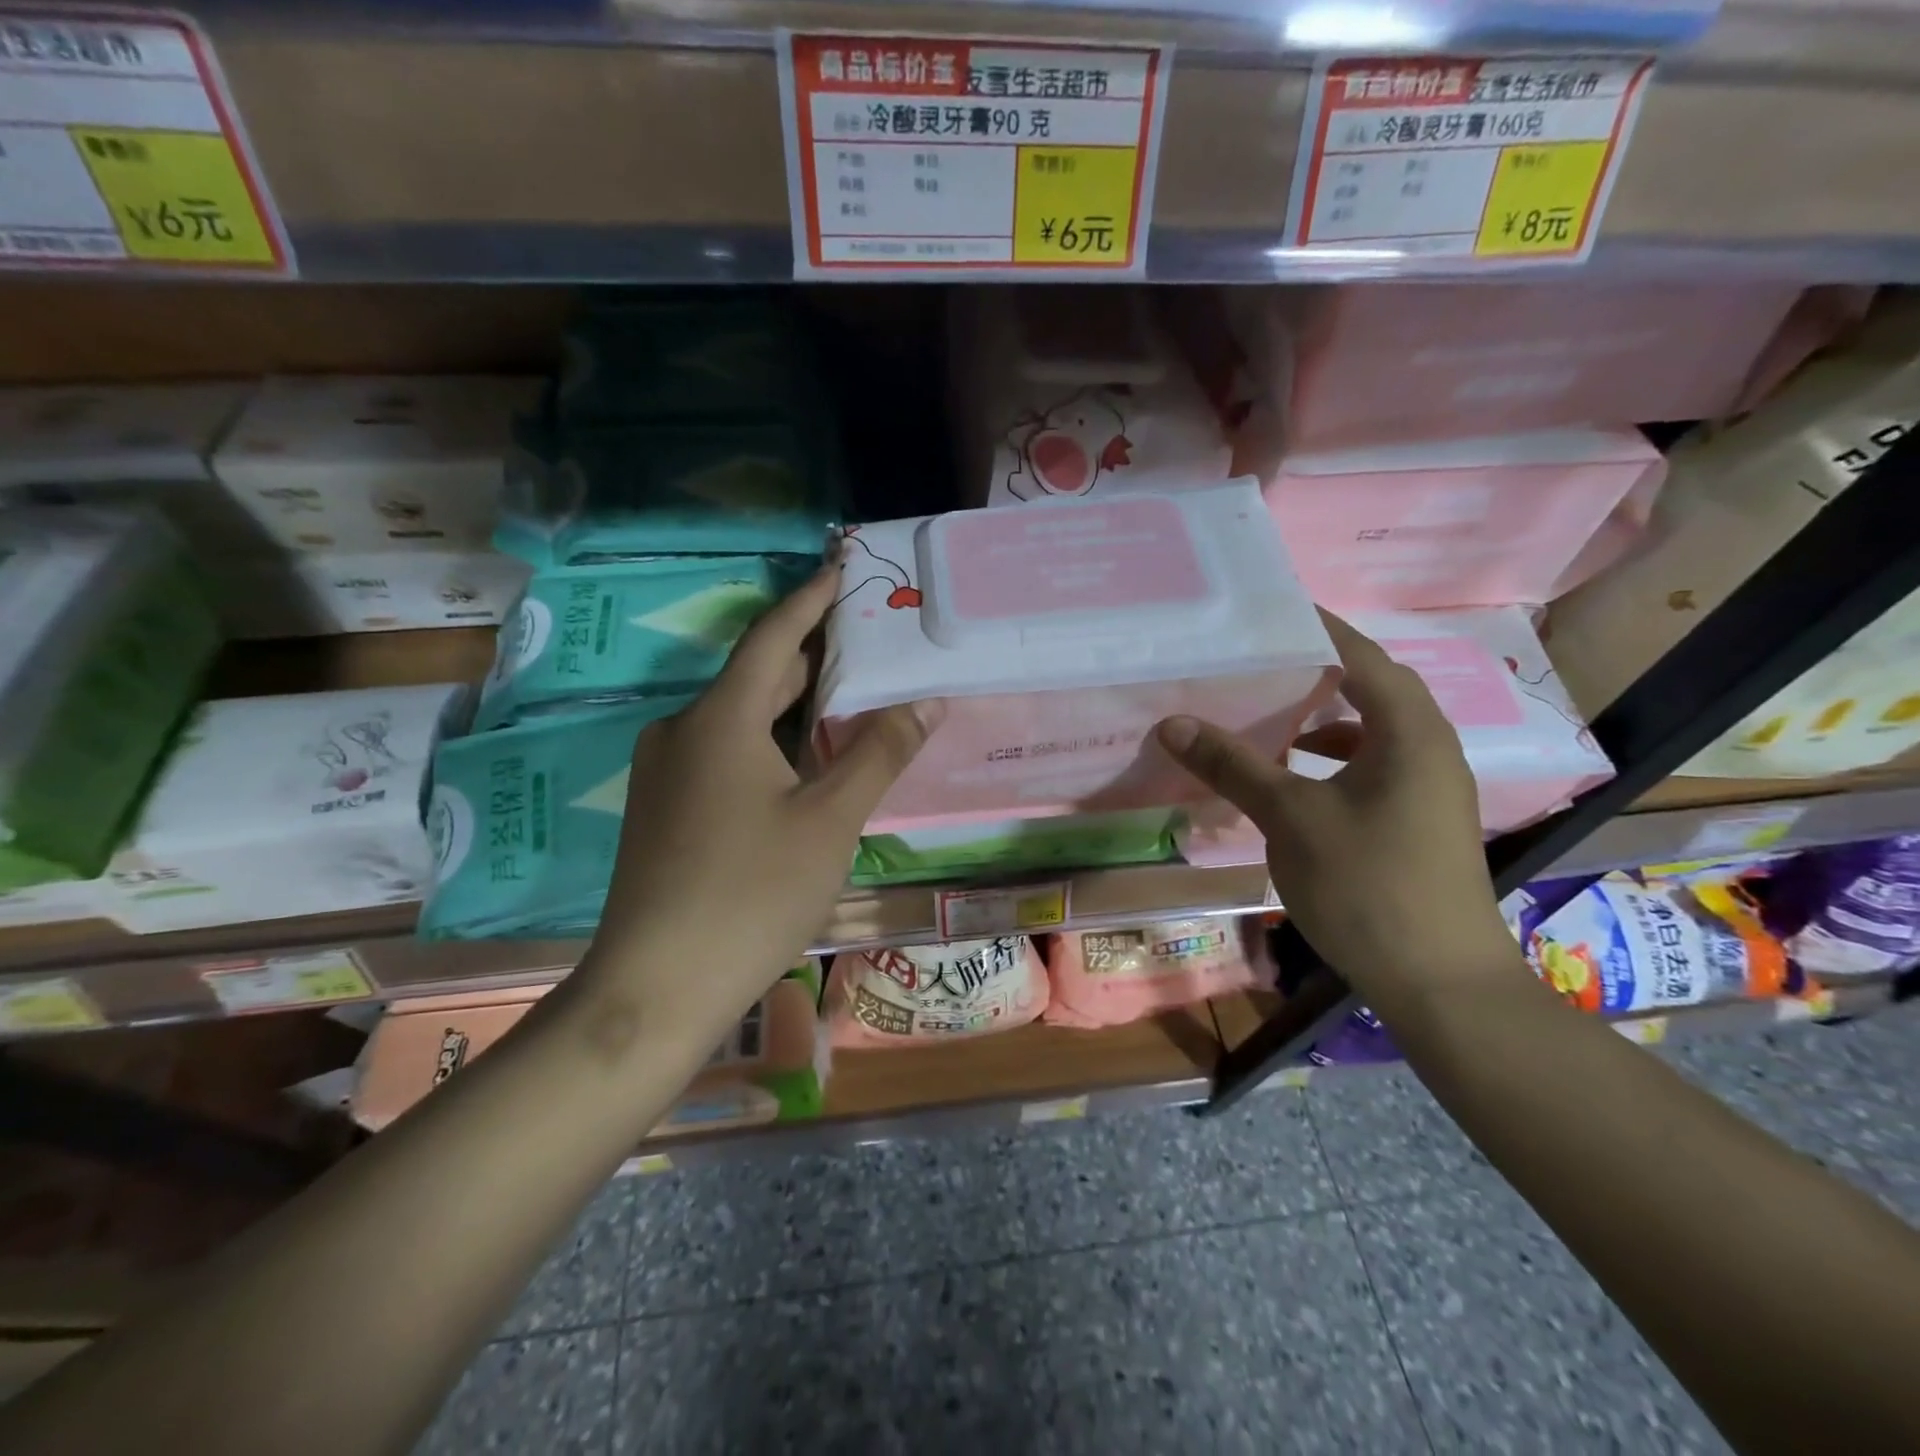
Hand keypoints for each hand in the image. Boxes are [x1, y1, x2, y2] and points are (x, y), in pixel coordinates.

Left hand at [578, 560, 936, 1040]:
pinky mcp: (664, 807)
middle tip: (867, 639)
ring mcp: (667, 770)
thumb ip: (879, 753)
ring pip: (741, 718)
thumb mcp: (830, 821)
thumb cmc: (752, 893)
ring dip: (793, 704)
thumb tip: (925, 700)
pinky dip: (770, 742)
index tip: (842, 569)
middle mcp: (684, 730)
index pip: (774, 636)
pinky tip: (804, 763)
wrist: (657, 986)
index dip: (811, 599)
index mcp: (720, 718)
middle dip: (812, 654)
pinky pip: (725, 752)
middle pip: (757, 675)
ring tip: (849, 696)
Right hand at [1155, 612, 1524, 1006]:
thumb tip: (1174, 722)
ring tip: (1265, 715)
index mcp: (1409, 732)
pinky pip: (1369, 768)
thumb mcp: (1291, 818)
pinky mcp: (1417, 820)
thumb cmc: (1368, 884)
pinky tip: (1291, 780)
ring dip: (1320, 719)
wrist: (1441, 983)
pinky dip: (1329, 761)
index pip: (1362, 656)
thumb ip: (1235, 764)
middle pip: (1369, 689)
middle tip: (1254, 660)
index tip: (1267, 611)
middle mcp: (1427, 748)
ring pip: (1369, 732)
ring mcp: (1427, 788)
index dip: (1317, 628)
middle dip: (1313, 671)